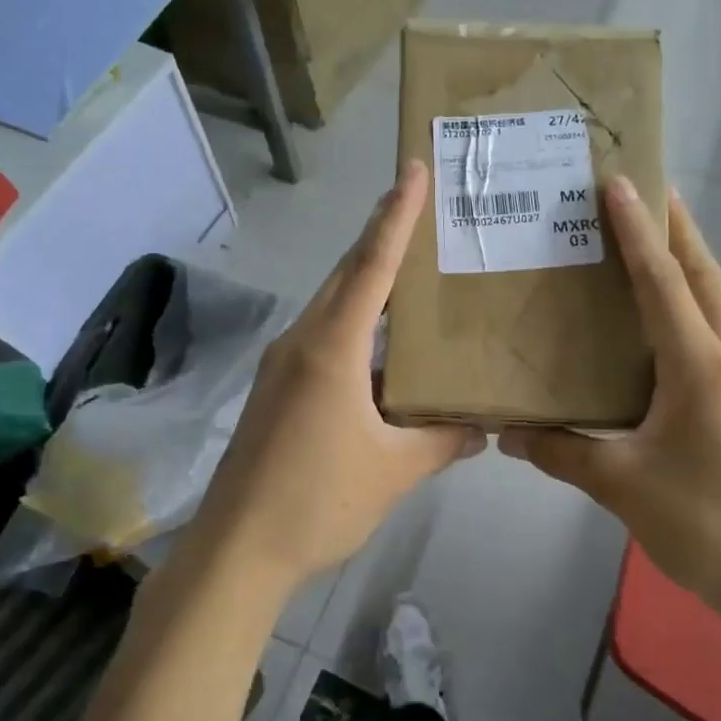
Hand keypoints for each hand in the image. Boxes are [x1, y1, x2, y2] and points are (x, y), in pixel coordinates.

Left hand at [195, 160, 483, 592]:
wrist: (237, 549)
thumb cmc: (318, 501)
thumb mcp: (393, 470)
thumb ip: (442, 441)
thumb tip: (483, 428)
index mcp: (332, 348)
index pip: (371, 266)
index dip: (396, 216)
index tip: (412, 171)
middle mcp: (303, 341)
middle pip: (347, 274)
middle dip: (381, 236)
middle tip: (421, 208)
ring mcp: (283, 364)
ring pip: (333, 305)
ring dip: (368, 282)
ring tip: (411, 271)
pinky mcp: (277, 388)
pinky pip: (323, 336)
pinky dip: (355, 324)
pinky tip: (382, 346)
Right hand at [499, 179, 720, 616]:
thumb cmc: (703, 524)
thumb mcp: (621, 486)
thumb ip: (561, 453)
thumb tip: (506, 434)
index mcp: (701, 367)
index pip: (663, 281)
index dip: (637, 230)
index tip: (622, 182)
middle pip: (705, 276)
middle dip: (676, 229)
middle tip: (647, 191)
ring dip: (692, 267)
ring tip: (658, 246)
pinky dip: (702, 308)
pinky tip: (680, 327)